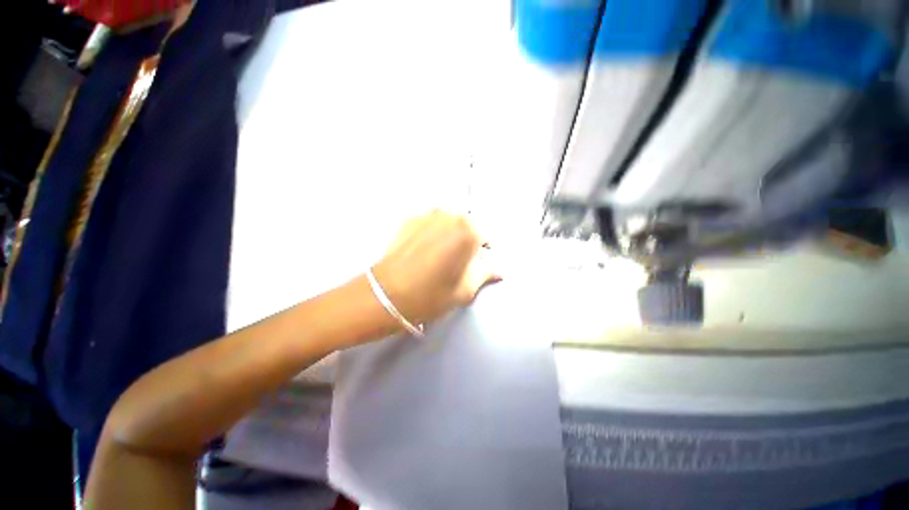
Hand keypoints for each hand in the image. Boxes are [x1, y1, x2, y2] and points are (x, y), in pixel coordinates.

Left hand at [371, 210, 501, 324]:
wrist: (386, 294)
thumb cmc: (430, 295)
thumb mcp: (464, 290)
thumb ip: (484, 274)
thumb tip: (498, 269)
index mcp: (467, 231)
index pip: (486, 235)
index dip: (482, 251)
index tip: (475, 264)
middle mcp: (449, 215)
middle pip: (467, 225)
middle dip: (466, 240)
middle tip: (457, 260)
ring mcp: (427, 214)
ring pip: (447, 221)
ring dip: (449, 234)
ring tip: (438, 254)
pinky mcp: (409, 219)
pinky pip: (429, 222)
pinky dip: (432, 232)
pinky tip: (423, 250)